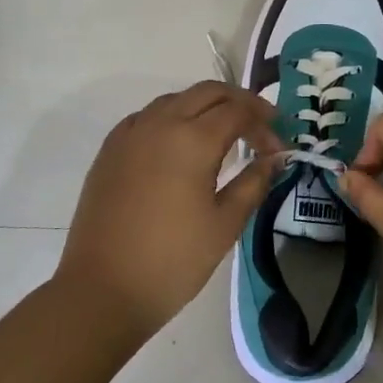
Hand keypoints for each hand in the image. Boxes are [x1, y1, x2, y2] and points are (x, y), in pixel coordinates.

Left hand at [56, 81, 284, 337]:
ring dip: (205, 107)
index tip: (279, 149)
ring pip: (176, 99)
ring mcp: (130, 134)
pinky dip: (173, 118)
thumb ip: (254, 183)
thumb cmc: (173, 261)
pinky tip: (180, 145)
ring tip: (224, 134)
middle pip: (208, 92)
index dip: (265, 124)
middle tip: (260, 126)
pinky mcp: (110, 150)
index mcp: (192, 139)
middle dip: (239, 102)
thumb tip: (274, 158)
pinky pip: (148, 117)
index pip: (238, 111)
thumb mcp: (225, 224)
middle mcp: (160, 124)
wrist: (102, 290)